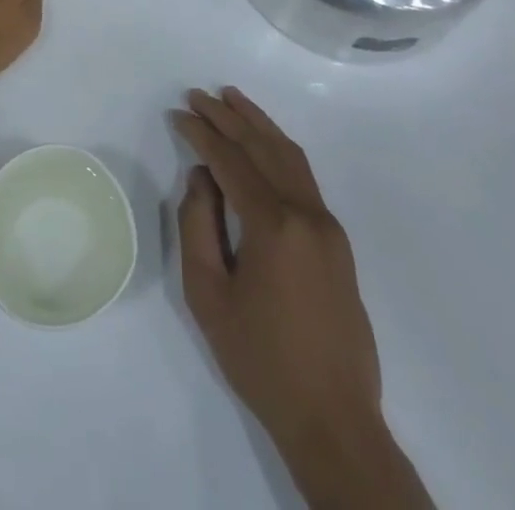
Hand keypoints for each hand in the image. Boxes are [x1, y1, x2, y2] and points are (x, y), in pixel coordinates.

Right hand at [173, 87, 410, 495]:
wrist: (333, 419)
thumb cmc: (260, 359)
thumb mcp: (208, 295)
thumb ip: (197, 226)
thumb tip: (202, 177)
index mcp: (274, 225)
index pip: (231, 160)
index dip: (202, 133)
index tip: (177, 113)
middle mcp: (306, 213)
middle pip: (263, 147)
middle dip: (227, 116)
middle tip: (197, 95)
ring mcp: (327, 225)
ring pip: (290, 155)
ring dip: (258, 123)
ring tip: (231, 98)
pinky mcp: (337, 241)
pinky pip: (303, 176)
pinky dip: (278, 148)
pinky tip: (263, 142)